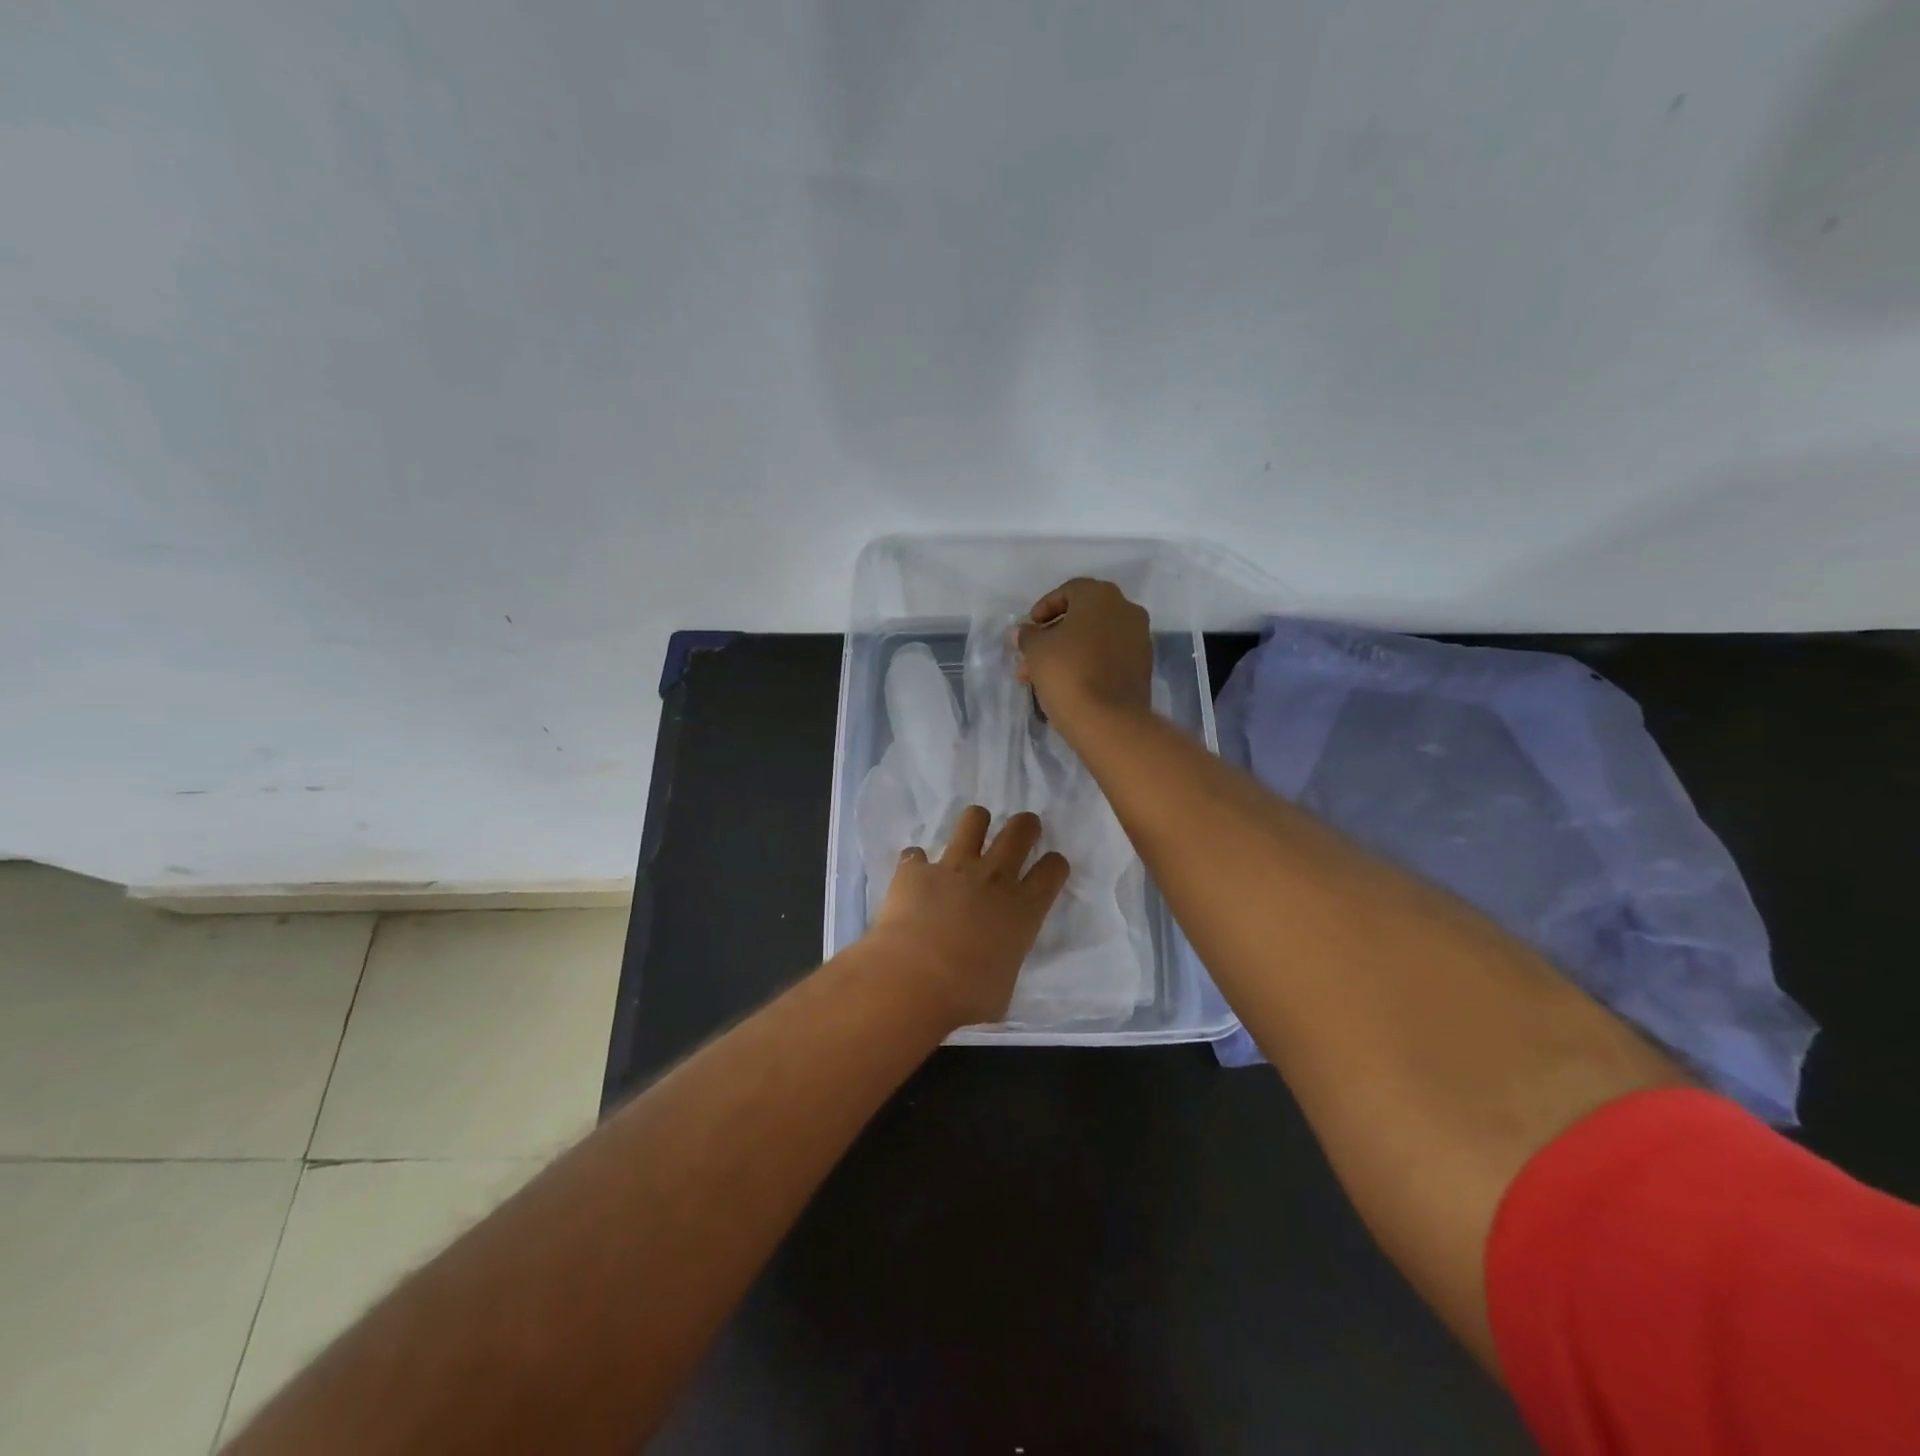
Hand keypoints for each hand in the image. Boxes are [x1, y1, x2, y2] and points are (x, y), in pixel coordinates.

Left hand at [866, 806, 1070, 1029]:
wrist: (913, 980)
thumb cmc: (967, 996)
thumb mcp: (1003, 987)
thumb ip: (1004, 960)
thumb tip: (994, 961)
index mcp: (1024, 909)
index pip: (1054, 869)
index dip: (1054, 864)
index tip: (1048, 869)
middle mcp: (994, 878)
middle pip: (1021, 830)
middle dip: (1025, 825)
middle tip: (1021, 832)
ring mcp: (954, 867)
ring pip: (973, 820)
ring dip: (975, 824)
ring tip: (971, 835)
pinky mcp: (916, 869)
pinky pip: (916, 855)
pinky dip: (916, 864)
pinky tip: (913, 878)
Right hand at [1013, 577, 1153, 731]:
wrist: (1109, 720)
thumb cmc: (1068, 673)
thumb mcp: (1036, 650)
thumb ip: (1027, 635)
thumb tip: (1020, 632)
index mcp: (1101, 596)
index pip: (1069, 591)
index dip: (1044, 608)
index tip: (1029, 629)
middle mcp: (1126, 610)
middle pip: (1082, 617)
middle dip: (1053, 636)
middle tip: (1030, 656)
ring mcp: (1139, 639)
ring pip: (1094, 640)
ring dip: (1067, 653)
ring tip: (1039, 677)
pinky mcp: (1142, 668)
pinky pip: (1108, 658)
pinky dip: (1087, 665)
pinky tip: (1065, 685)